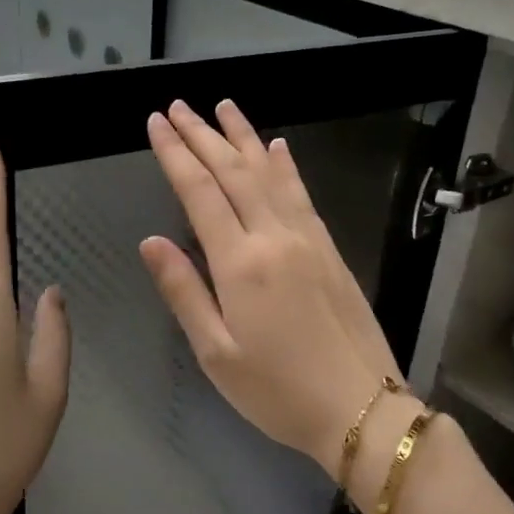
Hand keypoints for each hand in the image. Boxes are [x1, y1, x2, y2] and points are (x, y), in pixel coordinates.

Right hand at [140, 100, 400, 477]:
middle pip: (233, 172)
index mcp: (241, 263)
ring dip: (244, 137)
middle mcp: (275, 237)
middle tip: (178, 106)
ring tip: (223, 107)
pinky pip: (302, 194)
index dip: (175, 155)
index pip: (200, 193)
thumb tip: (151, 240)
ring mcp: (308, 239)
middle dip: (202, 135)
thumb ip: (184, 291)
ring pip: (270, 174)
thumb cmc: (277, 391)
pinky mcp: (330, 249)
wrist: (361, 408)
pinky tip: (278, 147)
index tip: (156, 122)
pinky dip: (285, 166)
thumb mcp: (216, 353)